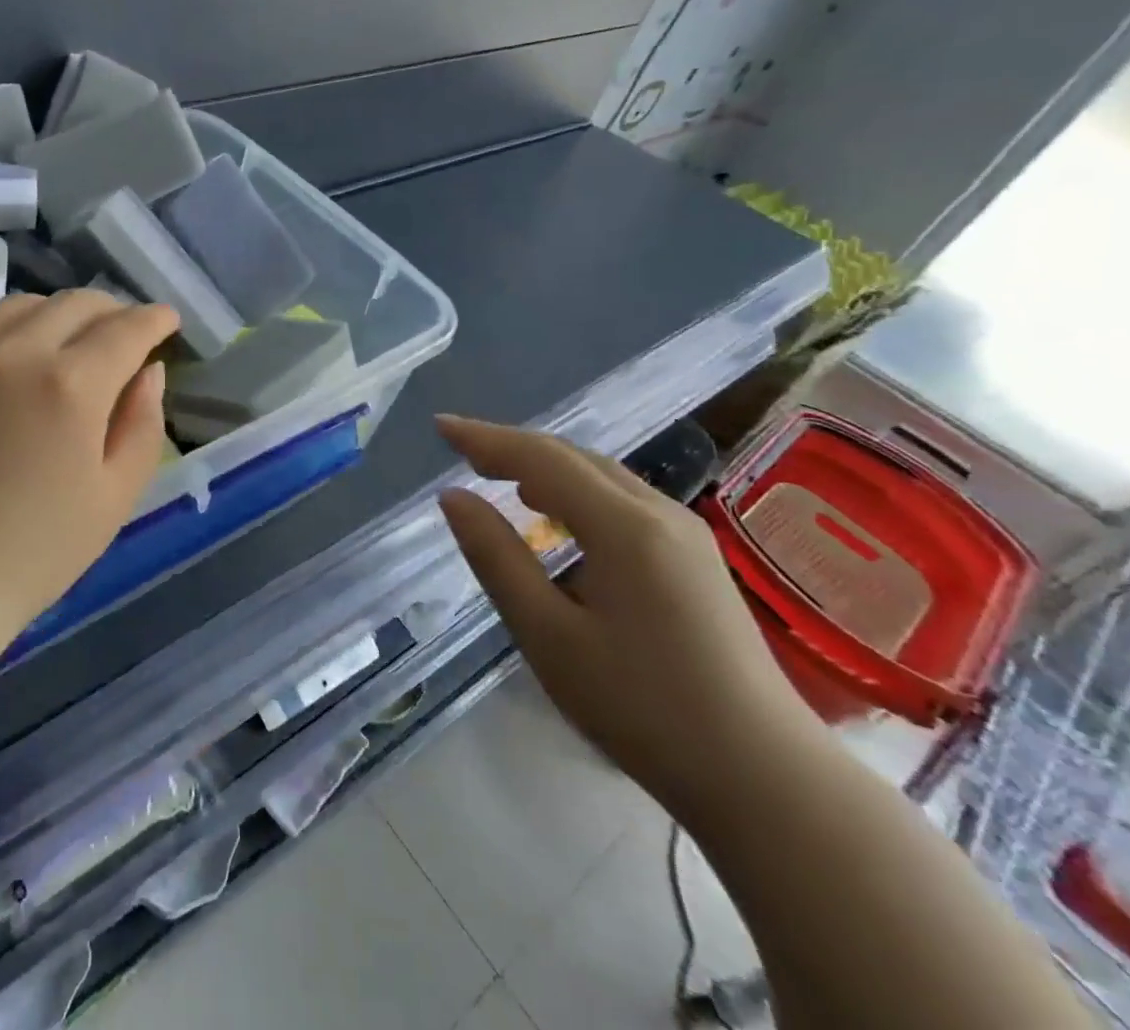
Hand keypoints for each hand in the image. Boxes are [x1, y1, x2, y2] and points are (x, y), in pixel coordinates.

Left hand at [0, 291, 178, 651]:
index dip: (155, 319)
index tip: (167, 321)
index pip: (127, 328)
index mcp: (71, 384)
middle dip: (112, 311)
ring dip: (59, 316)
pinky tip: (8, 364)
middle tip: (123, 334)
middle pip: (77, 303)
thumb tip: (148, 370)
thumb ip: (143, 423)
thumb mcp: (115, 496)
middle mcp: (16, 348)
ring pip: (25, 306)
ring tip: (66, 346)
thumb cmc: (31, 551)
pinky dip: (7, 333)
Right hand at [435, 416, 823, 815]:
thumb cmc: (643, 709)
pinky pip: (623, 501)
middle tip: (461, 450)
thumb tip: (453, 498)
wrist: (767, 781)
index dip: (485, 439)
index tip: (441, 427)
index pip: (540, 459)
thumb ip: (496, 557)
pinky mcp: (696, 560)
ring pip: (602, 477)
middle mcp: (660, 514)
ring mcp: (687, 536)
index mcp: (624, 527)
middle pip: (574, 458)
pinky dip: (576, 492)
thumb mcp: (548, 635)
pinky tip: (558, 517)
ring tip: (498, 476)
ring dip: (545, 468)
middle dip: (512, 447)